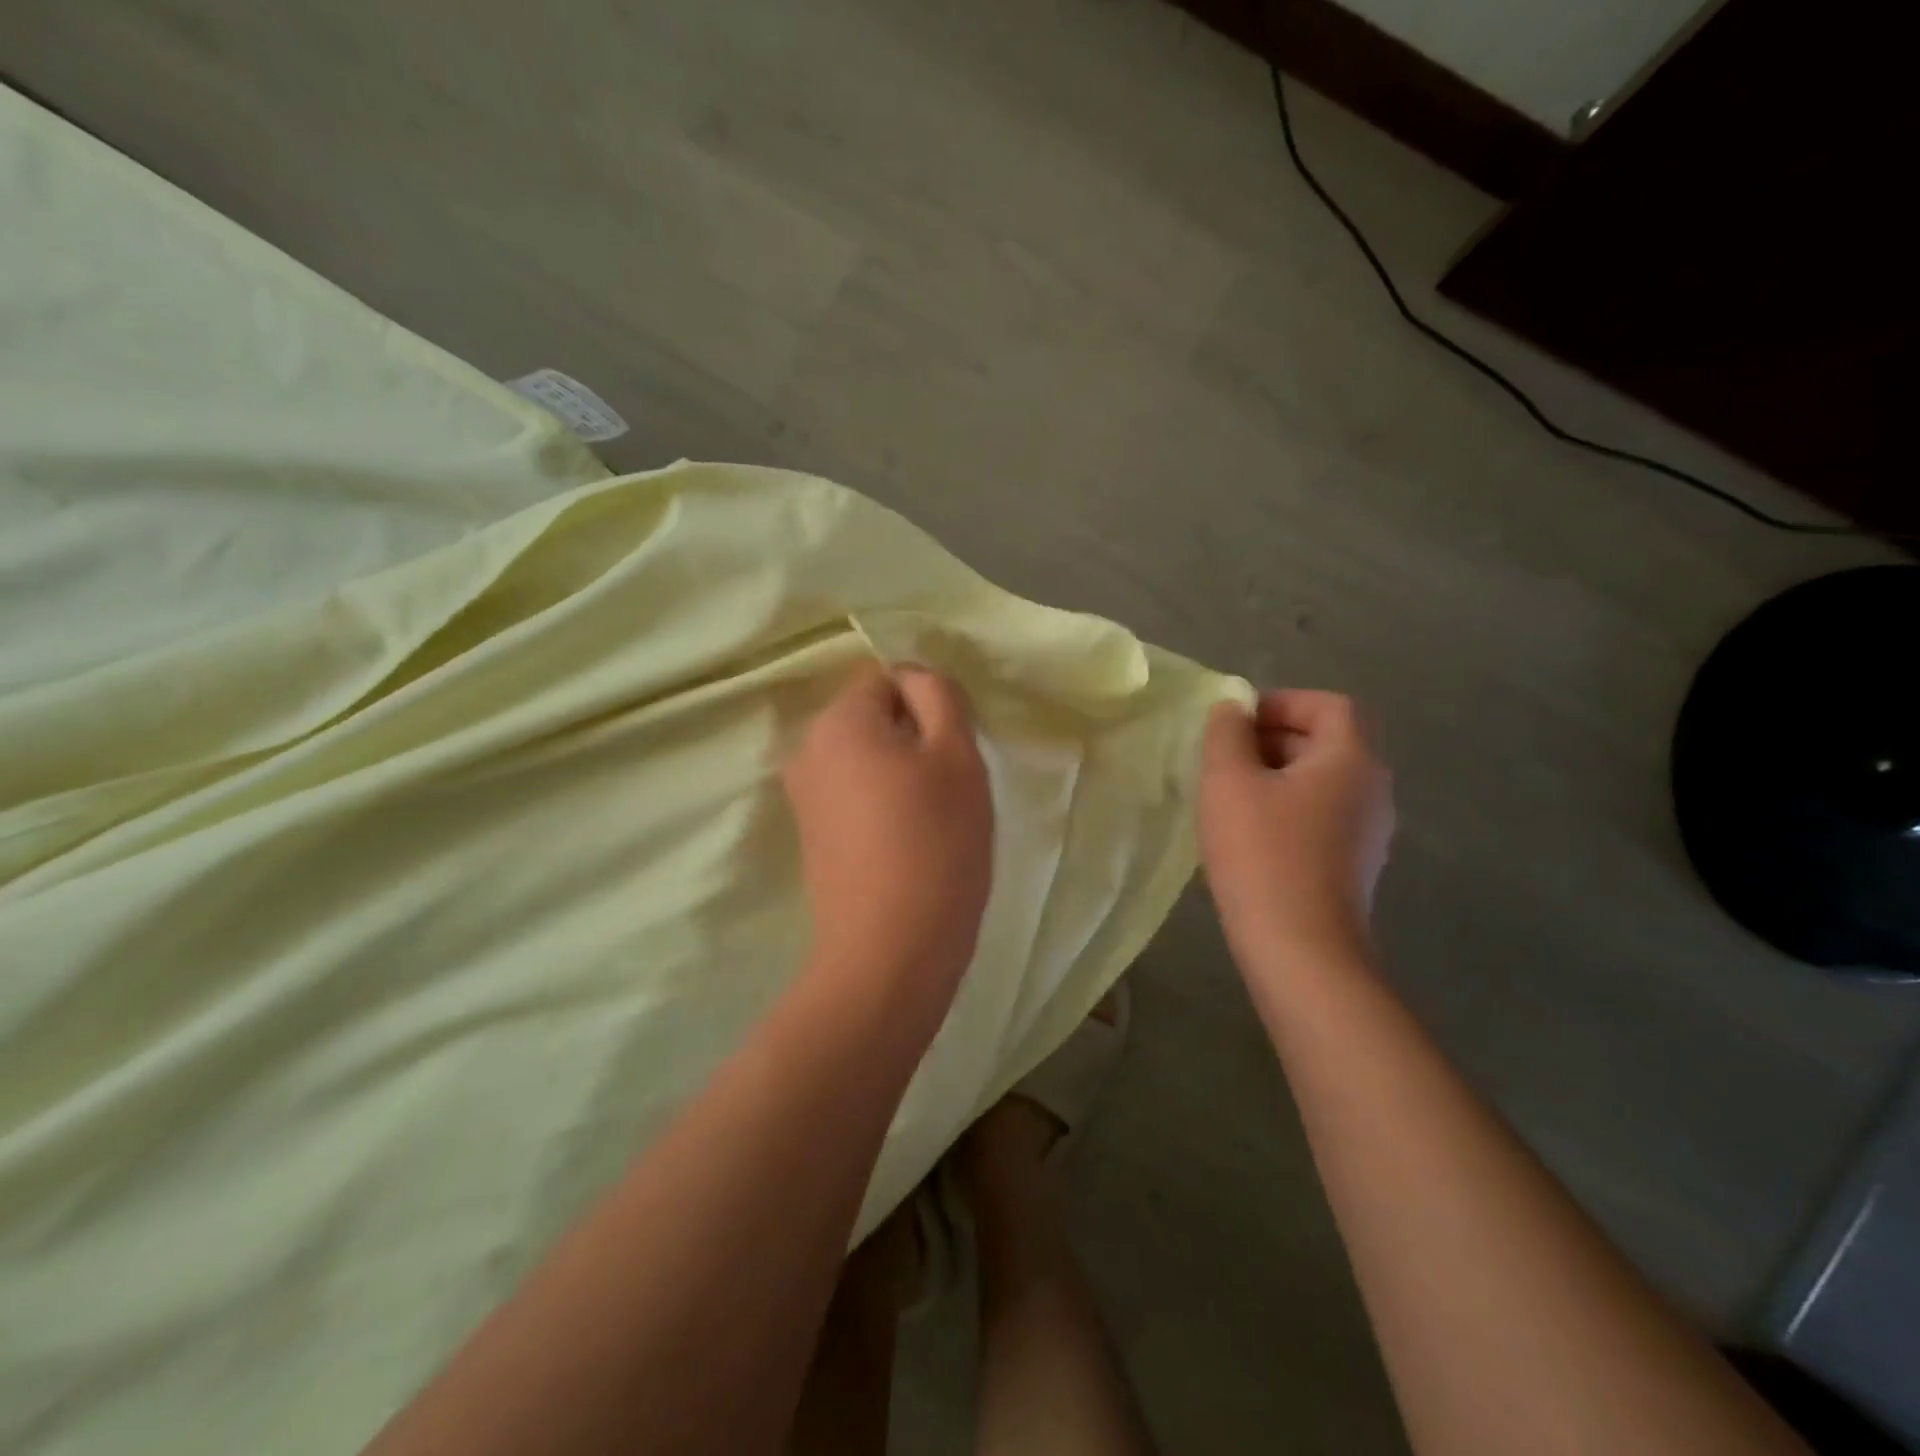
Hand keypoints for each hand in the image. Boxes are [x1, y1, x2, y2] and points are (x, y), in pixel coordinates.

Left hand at [783, 660, 993, 996]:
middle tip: (950, 784)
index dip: (928, 703)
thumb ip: (939, 696)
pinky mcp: (812, 836)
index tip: (954, 746)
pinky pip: (854, 796)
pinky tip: (908, 842)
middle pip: (872, 718)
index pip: (887, 676)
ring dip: (902, 773)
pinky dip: (883, 805)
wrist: (889, 952)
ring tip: (933, 818)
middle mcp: (807, 750)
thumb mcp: (956, 754)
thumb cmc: (934, 843)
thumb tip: (914, 677)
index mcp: (838, 721)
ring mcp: (804, 797)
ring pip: (866, 759)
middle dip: (914, 737)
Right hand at [1200, 690, 1394, 978]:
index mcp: (1351, 759)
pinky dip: (1287, 810)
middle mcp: (1372, 790)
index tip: (1237, 723)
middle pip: (1328, 742)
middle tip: (1223, 759)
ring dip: (1276, 777)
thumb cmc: (1263, 854)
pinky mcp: (1354, 866)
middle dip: (1273, 738)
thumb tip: (1232, 708)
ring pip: (1322, 782)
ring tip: (1228, 796)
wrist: (1301, 950)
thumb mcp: (1229, 782)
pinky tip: (1249, 836)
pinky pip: (1321, 817)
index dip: (1282, 702)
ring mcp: (1369, 832)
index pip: (1330, 705)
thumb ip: (1226, 734)